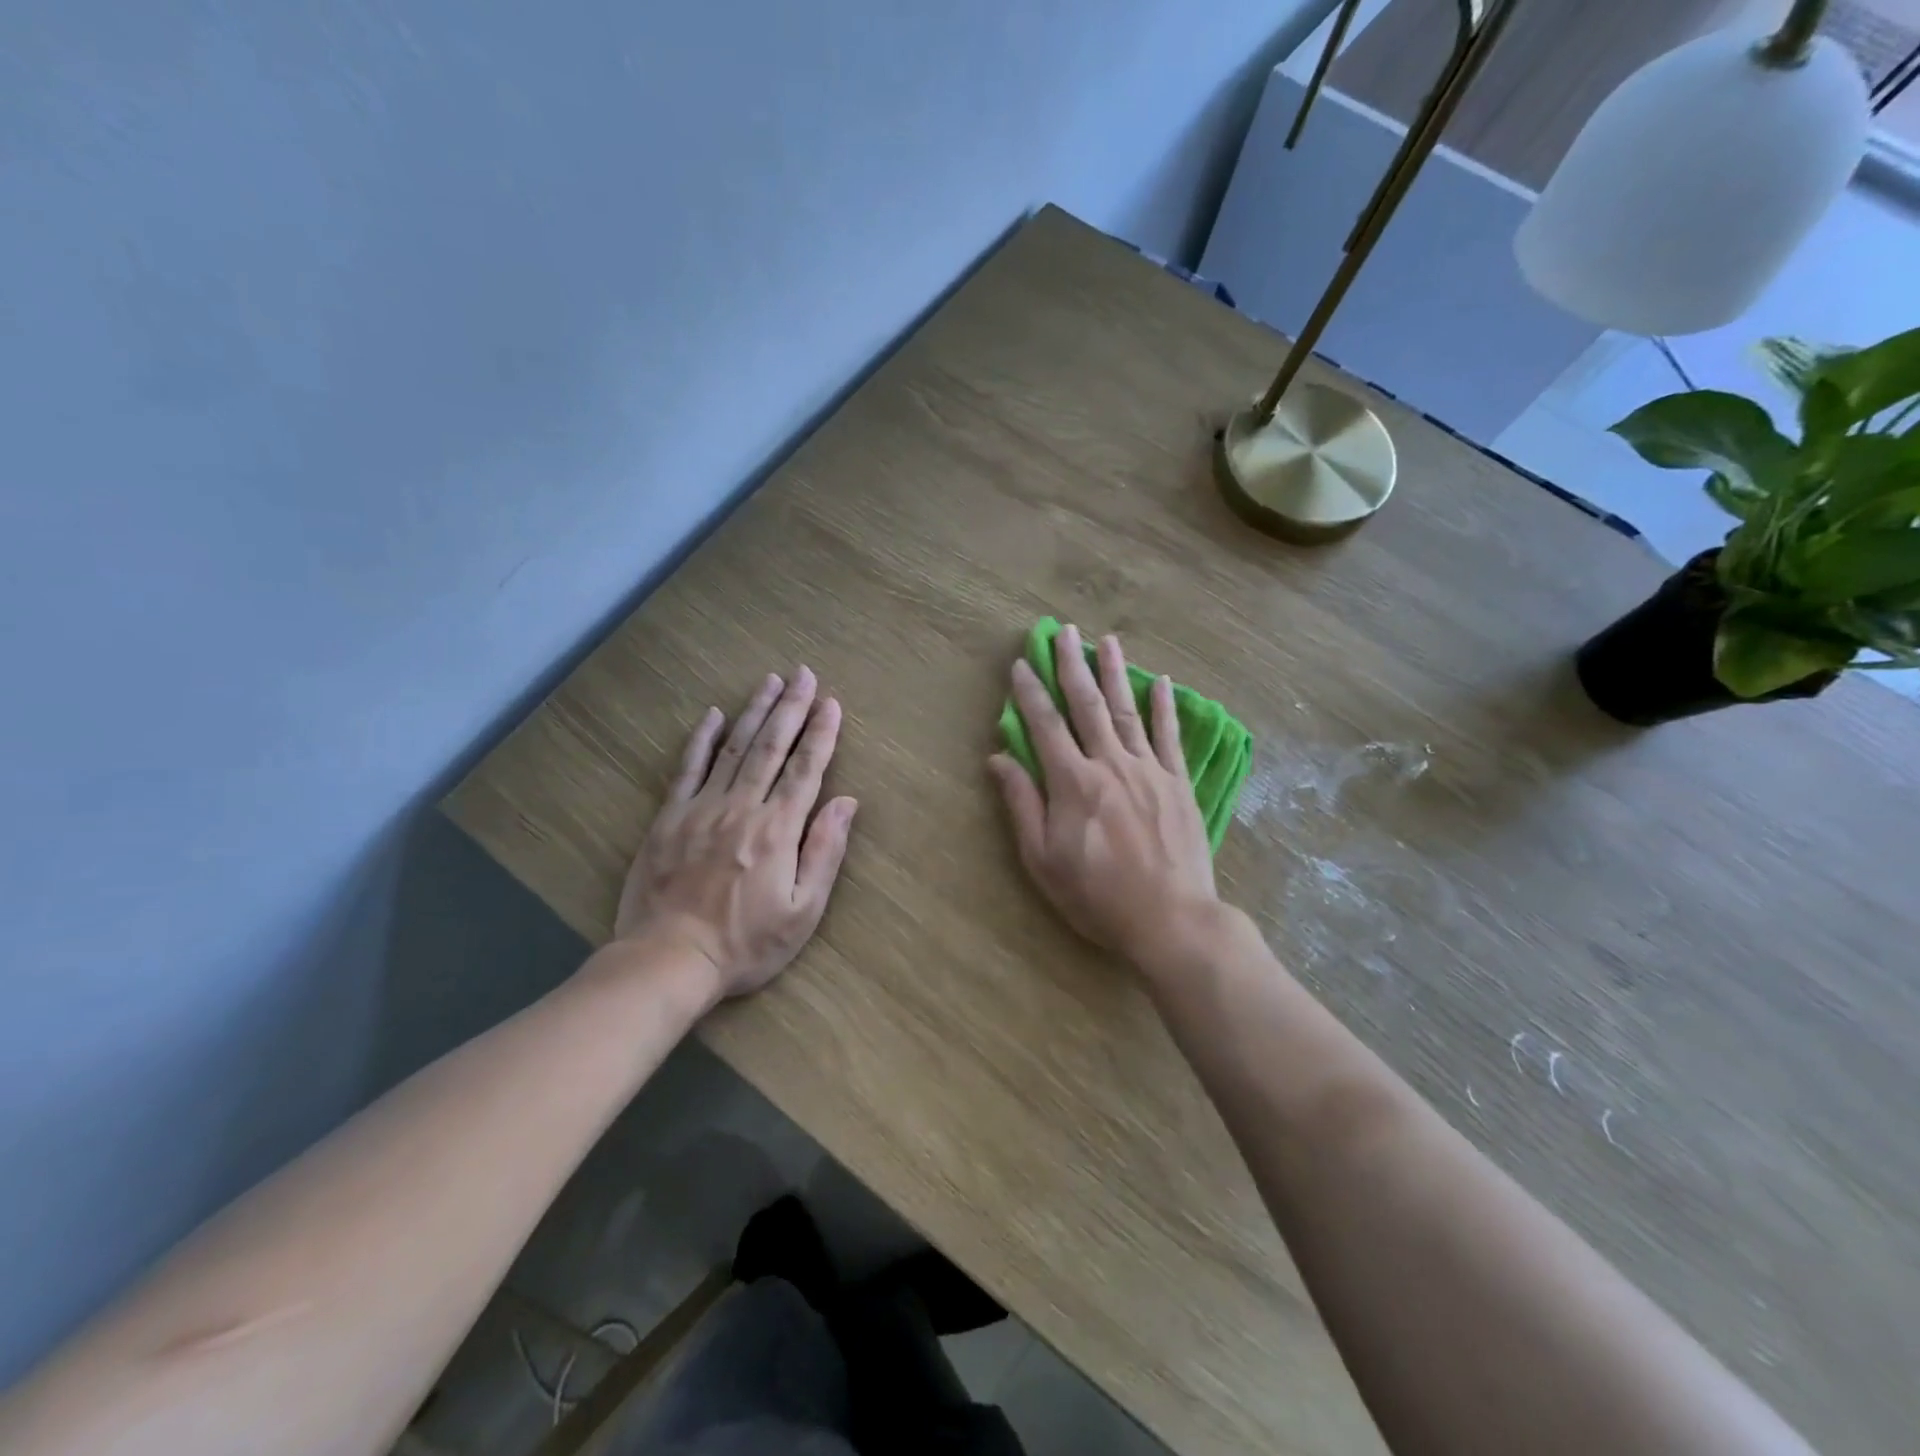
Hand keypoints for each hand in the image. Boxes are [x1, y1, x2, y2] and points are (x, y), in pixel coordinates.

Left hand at [615, 668, 857, 998]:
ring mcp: (702, 808)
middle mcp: (742, 807)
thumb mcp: (803, 912)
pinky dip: (702, 739)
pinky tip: (714, 715)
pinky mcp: (669, 818)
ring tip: (769, 680)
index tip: (831, 703)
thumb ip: (825, 852)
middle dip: (791, 707)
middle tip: (803, 674)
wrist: (668, 960)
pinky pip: (688, 768)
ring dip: (754, 711)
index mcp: (778, 829)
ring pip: (734, 748)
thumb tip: (847, 803)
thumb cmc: (746, 943)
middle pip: (772, 746)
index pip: (806, 769)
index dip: (821, 733)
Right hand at [988, 625, 1219, 976]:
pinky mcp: (1178, 782)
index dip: (1030, 691)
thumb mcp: (1042, 859)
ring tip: (1107, 640)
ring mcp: (1148, 769)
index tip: (1022, 663)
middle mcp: (1109, 763)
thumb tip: (998, 758)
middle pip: (1087, 704)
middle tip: (1064, 631)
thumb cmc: (1096, 895)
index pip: (1045, 724)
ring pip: (1127, 710)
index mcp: (1072, 782)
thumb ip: (1021, 804)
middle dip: (1072, 665)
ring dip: (1115, 672)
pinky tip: (1161, 681)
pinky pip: (1169, 736)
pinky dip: (1164, 707)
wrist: (1169, 918)